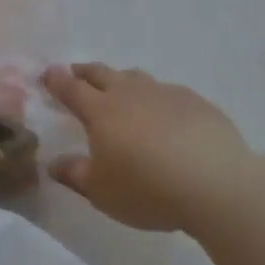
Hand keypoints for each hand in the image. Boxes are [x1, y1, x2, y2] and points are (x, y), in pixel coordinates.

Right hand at [42, 63, 259, 231]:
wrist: (217, 186)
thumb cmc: (148, 189)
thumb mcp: (102, 192)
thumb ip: (74, 175)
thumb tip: (52, 164)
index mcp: (100, 111)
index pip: (71, 88)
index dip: (56, 80)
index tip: (47, 74)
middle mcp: (129, 94)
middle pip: (101, 73)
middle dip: (84, 72)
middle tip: (76, 74)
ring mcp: (164, 94)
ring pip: (136, 77)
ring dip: (121, 80)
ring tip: (120, 90)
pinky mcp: (195, 102)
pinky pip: (168, 92)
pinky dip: (157, 98)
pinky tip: (165, 114)